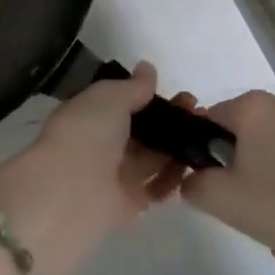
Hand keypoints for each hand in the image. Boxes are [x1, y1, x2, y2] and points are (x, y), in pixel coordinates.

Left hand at [0, 62, 181, 274]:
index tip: (180, 94)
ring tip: (204, 136)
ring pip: (150, 158)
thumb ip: (132, 87)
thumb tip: (148, 69)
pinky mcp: (128, 205)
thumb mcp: (109, 97)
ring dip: (175, 147)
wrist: (71, 192)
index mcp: (89, 114)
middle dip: (168, 120)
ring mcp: (114, 175)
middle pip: (140, 131)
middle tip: (198, 112)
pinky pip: (154, 189)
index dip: (150, 97)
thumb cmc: (87, 132)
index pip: (123, 103)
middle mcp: (100, 143)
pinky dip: (172, 180)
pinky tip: (192, 166)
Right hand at [175, 90, 274, 270]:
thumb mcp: (221, 199)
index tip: (213, 184)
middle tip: (246, 210)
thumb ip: (194, 184)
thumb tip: (193, 179)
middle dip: (242, 172)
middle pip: (246, 137)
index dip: (205, 152)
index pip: (211, 119)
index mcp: (254, 106)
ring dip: (271, 183)